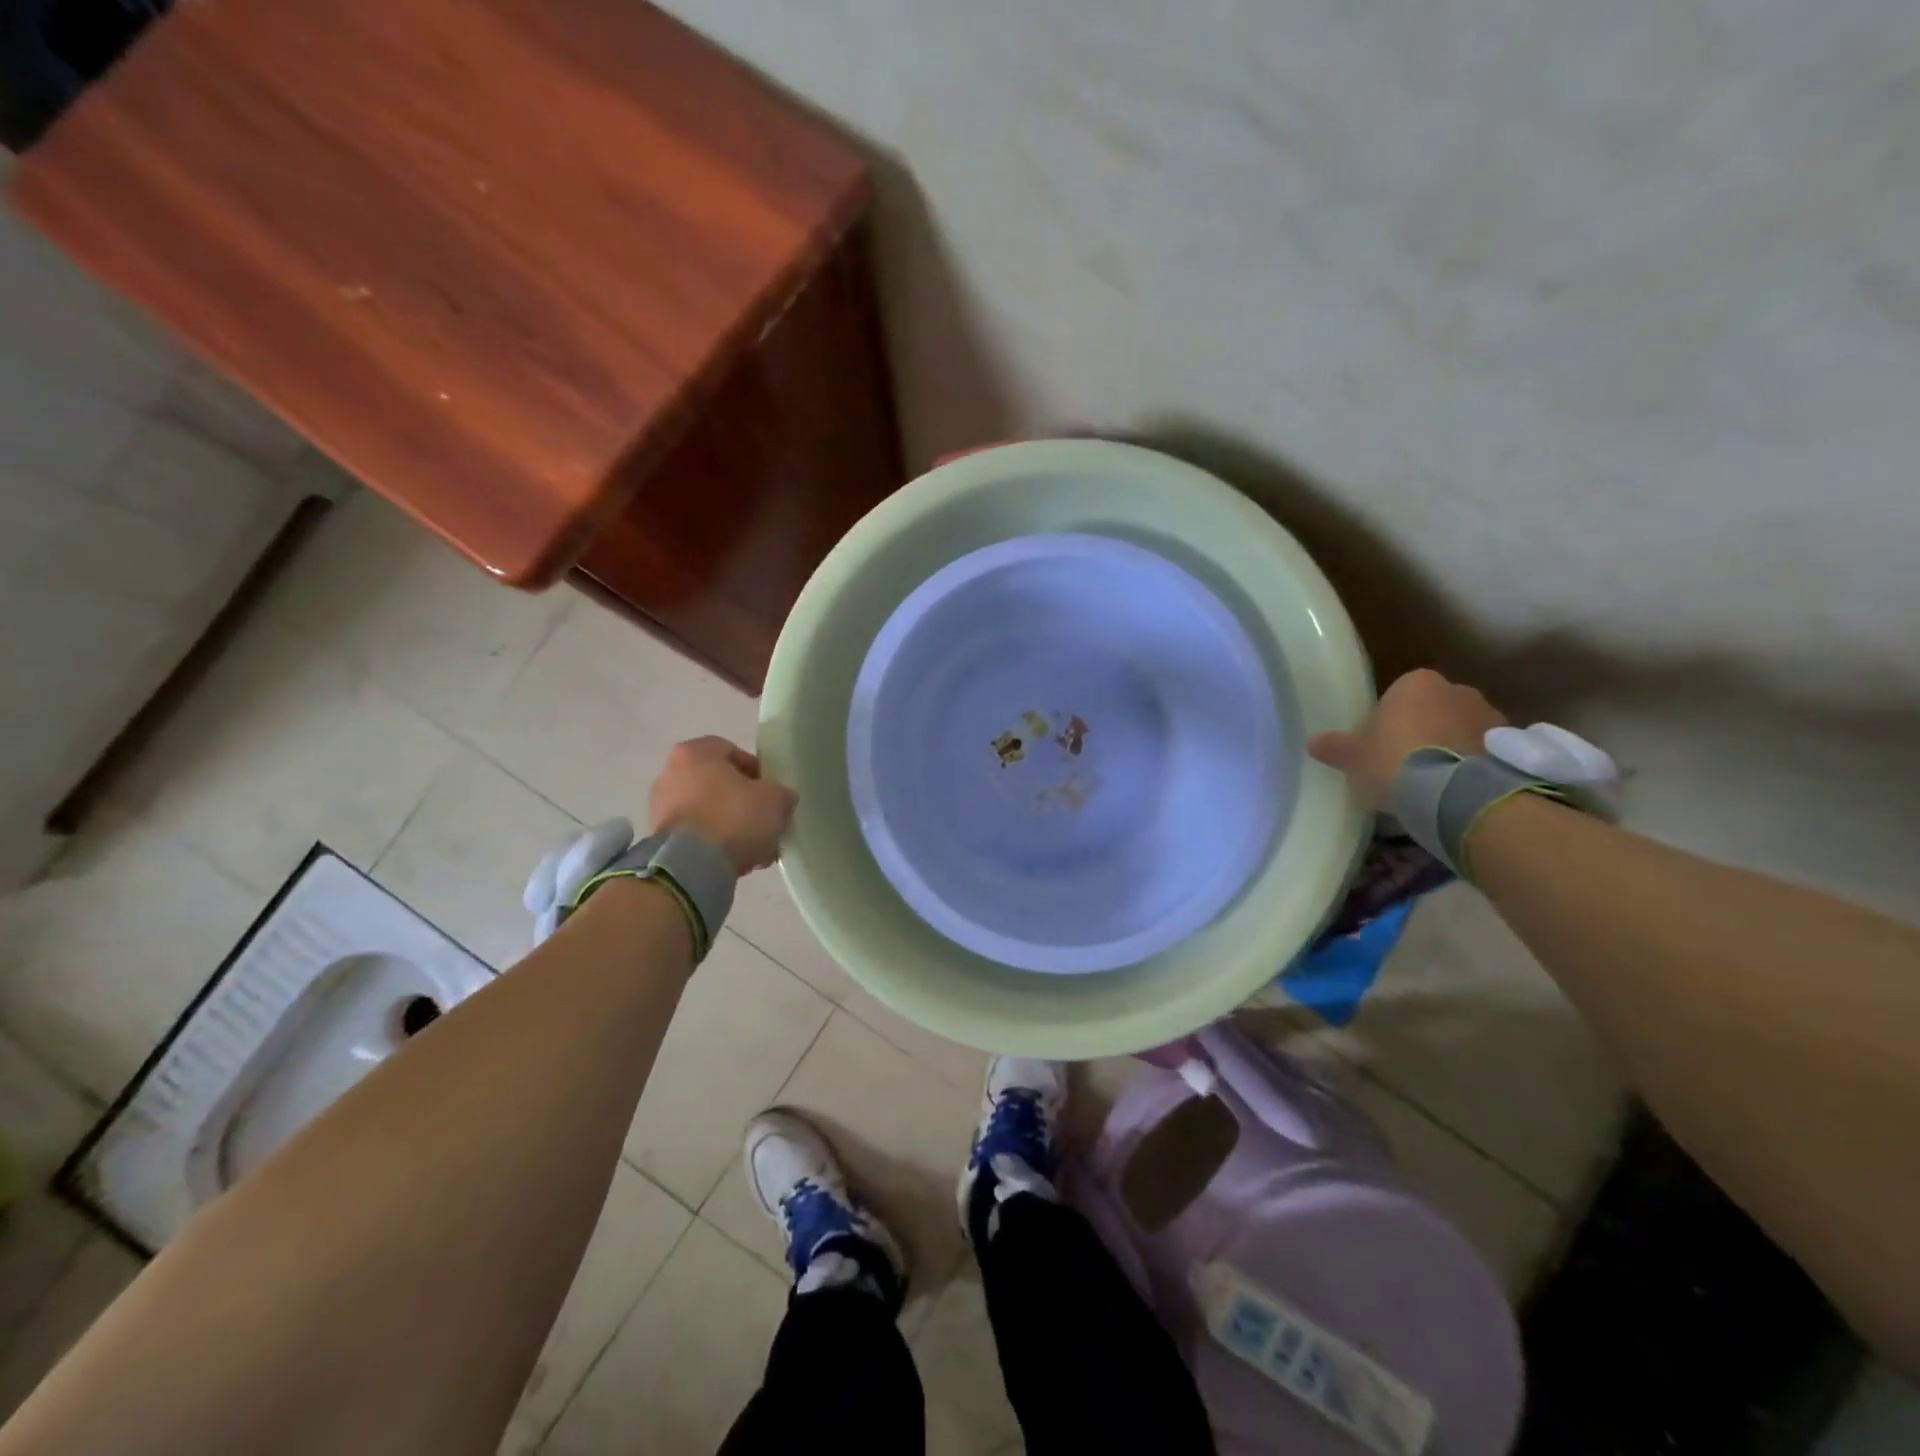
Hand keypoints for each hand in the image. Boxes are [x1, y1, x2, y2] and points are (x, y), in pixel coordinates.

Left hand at [648, 737, 797, 874]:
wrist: (692, 865)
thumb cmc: (733, 817)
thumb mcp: (775, 799)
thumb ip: (782, 793)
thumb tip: (782, 798)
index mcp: (694, 752)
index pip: (733, 751)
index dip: (758, 771)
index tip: (772, 792)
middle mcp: (671, 773)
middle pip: (719, 783)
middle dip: (744, 802)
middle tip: (765, 820)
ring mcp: (661, 807)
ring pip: (709, 811)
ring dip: (732, 825)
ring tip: (756, 847)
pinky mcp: (660, 838)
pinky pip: (697, 834)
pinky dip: (716, 843)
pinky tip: (737, 859)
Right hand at [1307, 669, 1506, 809]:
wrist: (1459, 794)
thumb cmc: (1397, 763)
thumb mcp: (1355, 759)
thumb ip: (1336, 747)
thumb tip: (1313, 742)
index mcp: (1415, 683)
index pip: (1397, 696)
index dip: (1386, 722)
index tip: (1379, 749)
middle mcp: (1457, 690)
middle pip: (1432, 710)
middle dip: (1422, 732)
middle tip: (1405, 766)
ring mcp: (1491, 716)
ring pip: (1461, 729)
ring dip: (1450, 748)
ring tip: (1433, 784)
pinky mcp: (1513, 745)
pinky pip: (1484, 752)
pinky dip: (1473, 765)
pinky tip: (1457, 790)